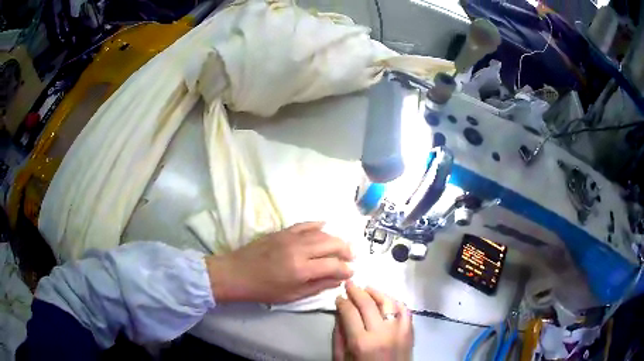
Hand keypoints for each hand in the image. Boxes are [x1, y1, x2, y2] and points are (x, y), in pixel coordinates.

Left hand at [206, 222, 353, 302]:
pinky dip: (317, 225)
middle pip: (332, 243)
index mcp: (301, 270)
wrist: (236, 273)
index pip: (333, 265)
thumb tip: (338, 279)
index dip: (346, 269)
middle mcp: (299, 250)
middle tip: (351, 257)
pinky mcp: (283, 231)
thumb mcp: (292, 295)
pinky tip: (325, 226)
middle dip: (346, 250)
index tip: (351, 272)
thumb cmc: (263, 289)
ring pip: (321, 233)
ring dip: (335, 238)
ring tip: (342, 246)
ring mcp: (291, 237)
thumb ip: (318, 286)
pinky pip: (305, 224)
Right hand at [333, 281, 412, 360]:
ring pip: (389, 302)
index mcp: (362, 343)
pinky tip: (387, 299)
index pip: (350, 313)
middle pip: (368, 304)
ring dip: (376, 292)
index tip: (338, 297)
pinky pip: (405, 310)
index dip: (342, 302)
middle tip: (349, 284)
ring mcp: (400, 331)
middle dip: (356, 291)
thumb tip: (339, 313)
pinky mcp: (410, 332)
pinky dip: (395, 301)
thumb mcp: (342, 359)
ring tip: (367, 288)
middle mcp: (382, 333)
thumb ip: (339, 337)